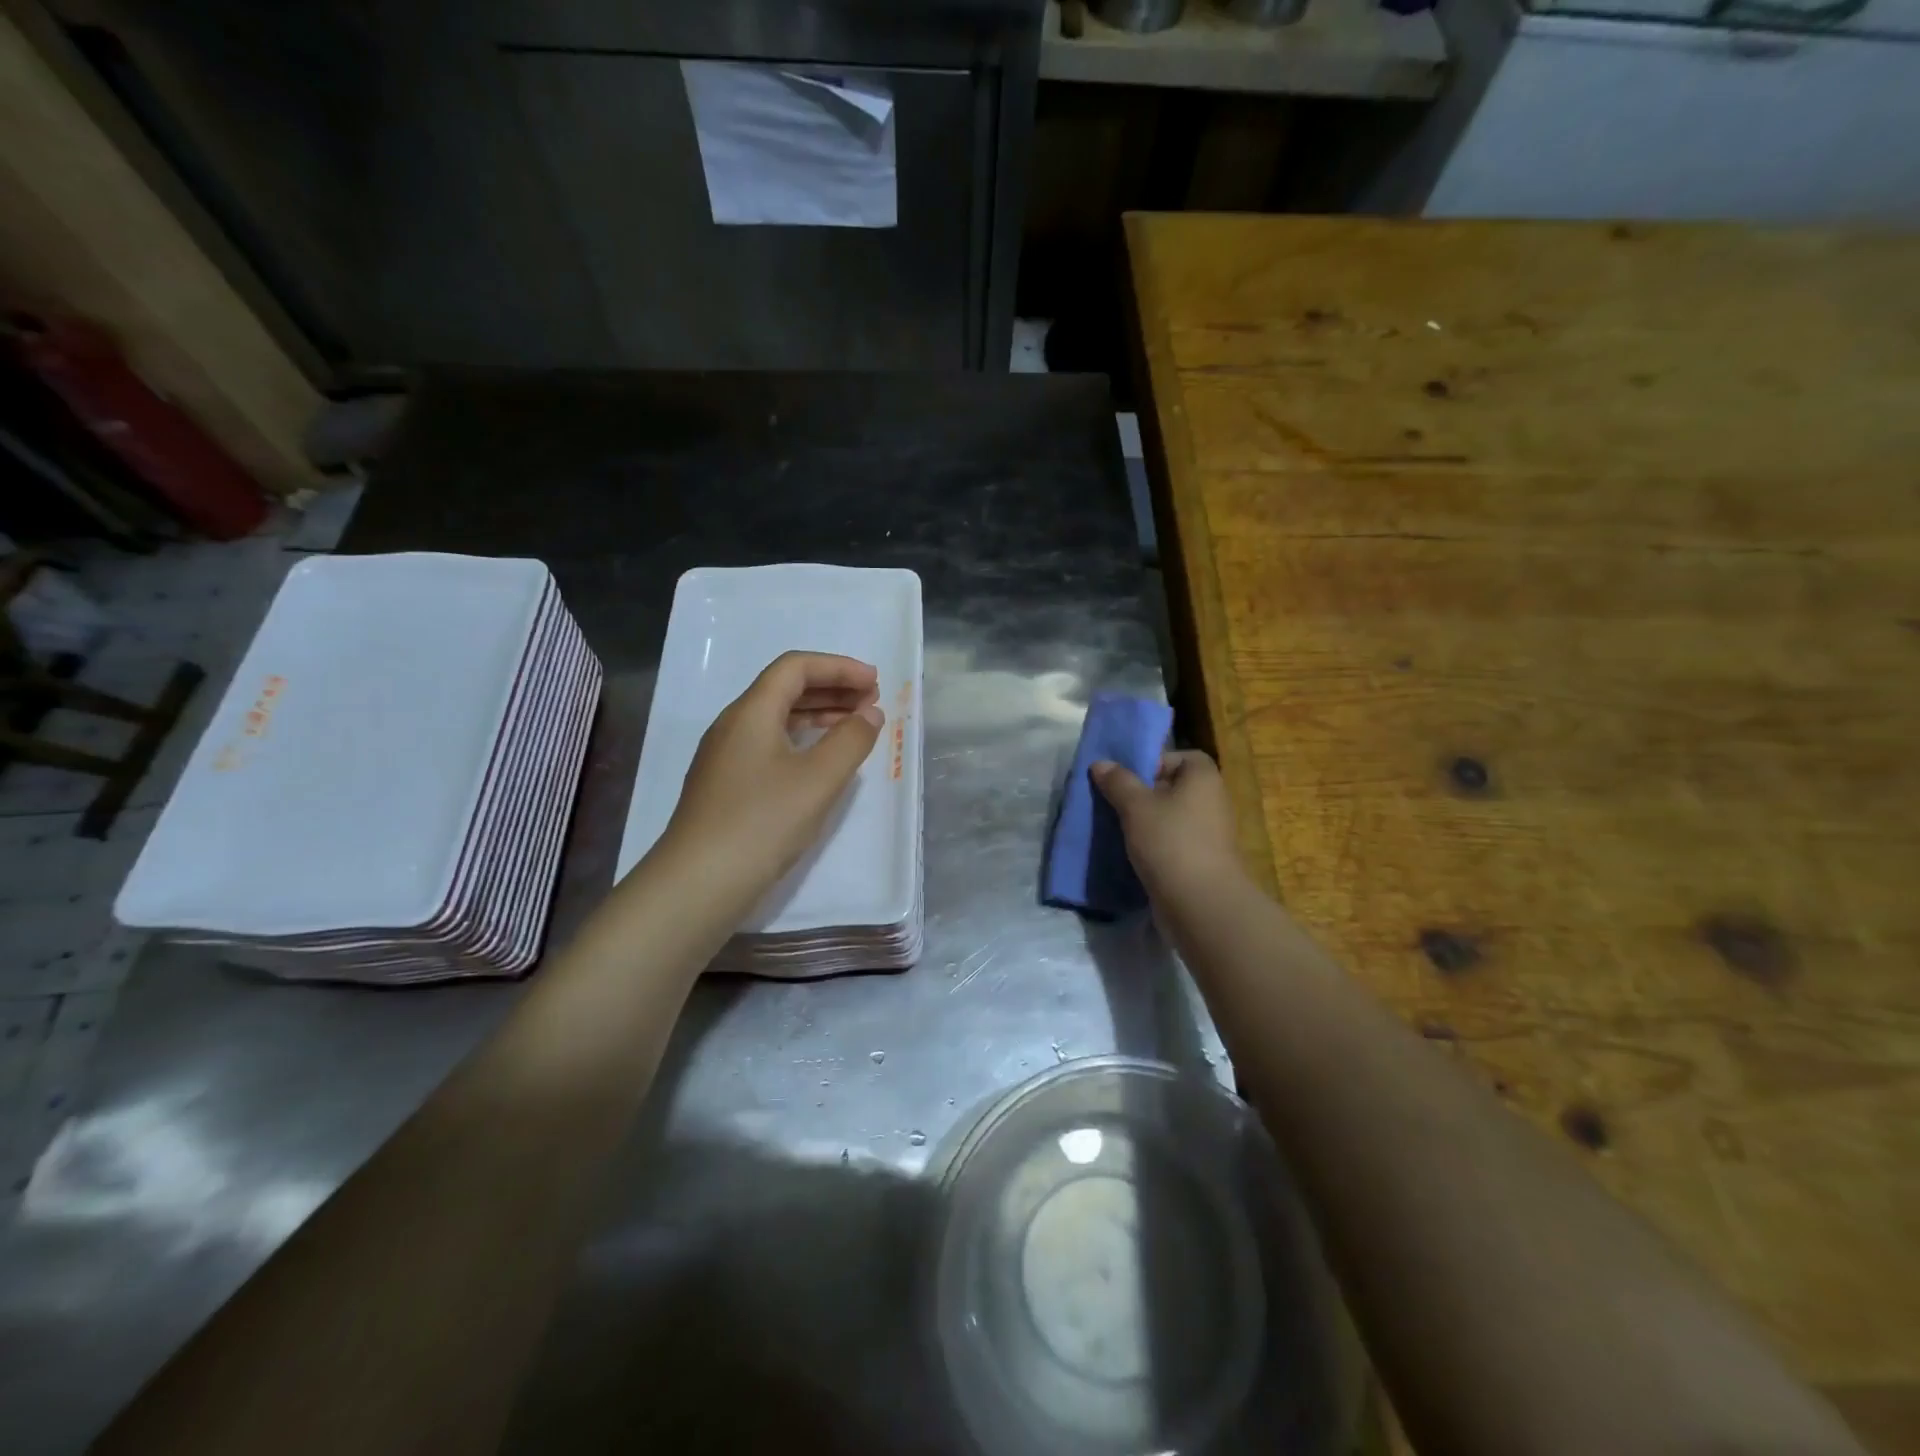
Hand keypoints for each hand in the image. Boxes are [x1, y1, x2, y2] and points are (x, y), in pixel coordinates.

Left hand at [659, 651, 884, 898]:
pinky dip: (801, 740)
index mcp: (751, 712)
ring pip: (776, 718)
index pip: (795, 667)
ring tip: (854, 727)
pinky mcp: (725, 784)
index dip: (838, 667)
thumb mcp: (819, 779)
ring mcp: (725, 756)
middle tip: (871, 702)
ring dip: (818, 715)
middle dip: (831, 689)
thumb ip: (851, 740)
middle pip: (785, 689)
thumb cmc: (763, 822)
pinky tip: (820, 761)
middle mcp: (733, 725)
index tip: (874, 682)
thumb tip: (870, 714)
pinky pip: (769, 744)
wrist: (699, 882)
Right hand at [1090, 750, 1245, 906]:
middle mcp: (1212, 801)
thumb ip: (1118, 782)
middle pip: (1173, 787)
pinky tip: (1131, 853)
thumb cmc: (1170, 842)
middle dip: (1143, 793)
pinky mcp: (1202, 861)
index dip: (1155, 762)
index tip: (1128, 778)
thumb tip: (1101, 763)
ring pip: (1171, 817)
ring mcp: (1210, 834)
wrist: (1200, 904)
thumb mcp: (1136, 806)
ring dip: (1146, 822)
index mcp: (1204, 779)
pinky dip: (1154, 845)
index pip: (1182, 757)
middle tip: (1114, 802)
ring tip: (1116, 828)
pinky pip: (1173, 842)